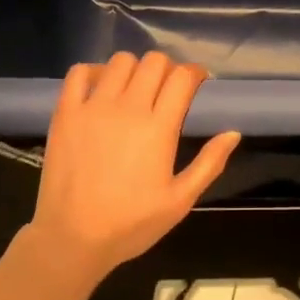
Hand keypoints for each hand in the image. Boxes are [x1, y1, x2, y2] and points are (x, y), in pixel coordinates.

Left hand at [21, 52, 240, 286]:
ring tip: (136, 89)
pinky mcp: (66, 112)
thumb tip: (233, 133)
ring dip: (135, 69)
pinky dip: (94, 72)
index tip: (198, 84)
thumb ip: (209, 164)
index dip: (195, 73)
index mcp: (159, 128)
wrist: (72, 238)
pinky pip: (79, 72)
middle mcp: (128, 108)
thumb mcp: (180, 201)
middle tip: (168, 90)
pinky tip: (101, 89)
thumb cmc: (131, 223)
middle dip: (168, 69)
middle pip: (154, 62)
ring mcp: (93, 107)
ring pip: (121, 61)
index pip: (182, 77)